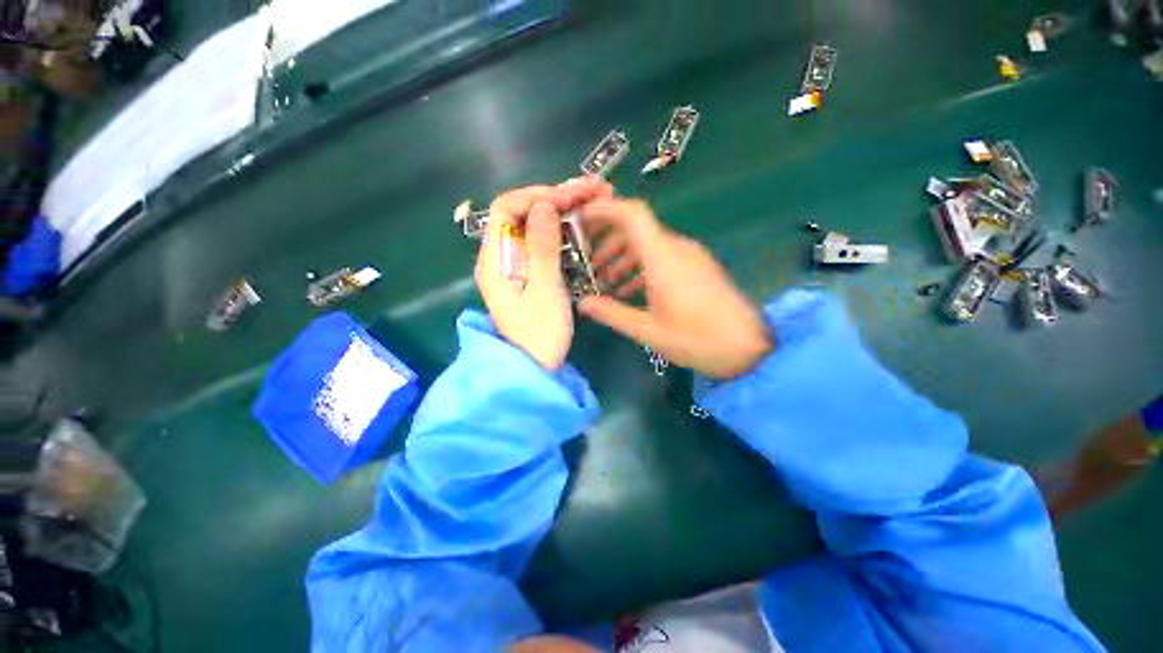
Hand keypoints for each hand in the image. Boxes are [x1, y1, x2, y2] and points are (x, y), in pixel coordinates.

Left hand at [475, 179, 612, 369]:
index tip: (569, 198)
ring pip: (534, 226)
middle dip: (556, 199)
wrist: (534, 370)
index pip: (506, 208)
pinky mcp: (527, 274)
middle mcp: (499, 257)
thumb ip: (542, 248)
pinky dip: (562, 231)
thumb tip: (543, 205)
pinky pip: (542, 243)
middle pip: (522, 214)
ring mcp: (514, 266)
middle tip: (593, 191)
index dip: (537, 195)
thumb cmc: (539, 336)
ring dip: (562, 212)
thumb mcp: (545, 292)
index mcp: (495, 260)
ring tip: (594, 201)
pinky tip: (582, 226)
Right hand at [578, 198, 772, 379]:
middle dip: (607, 241)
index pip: (631, 214)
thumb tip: (582, 303)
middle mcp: (676, 248)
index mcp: (663, 257)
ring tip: (603, 281)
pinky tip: (628, 291)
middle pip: (636, 228)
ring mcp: (688, 257)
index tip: (580, 220)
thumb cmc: (697, 339)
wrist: (748, 348)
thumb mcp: (648, 330)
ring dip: (622, 257)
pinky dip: (641, 268)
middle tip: (585, 261)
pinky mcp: (696, 268)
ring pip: (648, 245)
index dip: (603, 210)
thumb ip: (612, 313)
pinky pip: (662, 258)